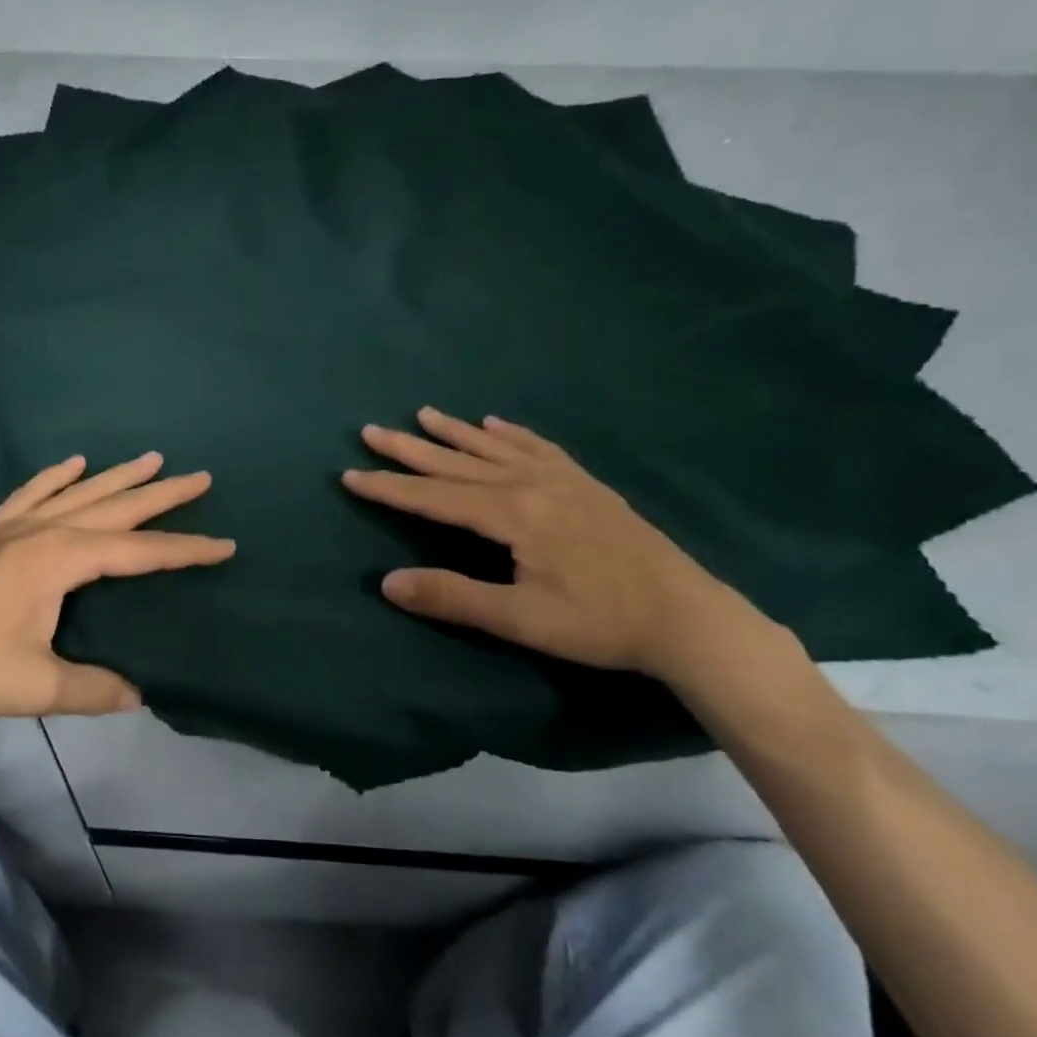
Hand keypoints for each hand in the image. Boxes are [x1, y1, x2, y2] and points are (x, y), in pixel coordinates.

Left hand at [0, 452, 233, 716]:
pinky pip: (31, 491)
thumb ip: (92, 689)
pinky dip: (55, 475)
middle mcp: (45, 530)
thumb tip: (139, 695)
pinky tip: (71, 463)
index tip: (226, 544)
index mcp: (64, 560)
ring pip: (80, 491)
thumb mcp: (33, 686)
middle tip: (202, 477)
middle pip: (117, 506)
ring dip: (119, 475)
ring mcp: (13, 525)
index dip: (187, 550)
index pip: (141, 553)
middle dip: (163, 494)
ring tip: (153, 457)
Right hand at [343, 407, 764, 679]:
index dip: (389, 487)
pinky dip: (510, 433)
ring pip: (494, 447)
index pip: (433, 497)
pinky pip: (537, 447)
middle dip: (410, 448)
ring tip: (422, 414)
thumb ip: (452, 597)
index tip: (349, 475)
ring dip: (454, 432)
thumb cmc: (599, 622)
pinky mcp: (585, 484)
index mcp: (511, 514)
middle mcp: (530, 484)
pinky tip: (495, 424)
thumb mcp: (520, 619)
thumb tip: (387, 583)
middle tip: (371, 430)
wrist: (686, 617)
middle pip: (457, 462)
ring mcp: (561, 479)